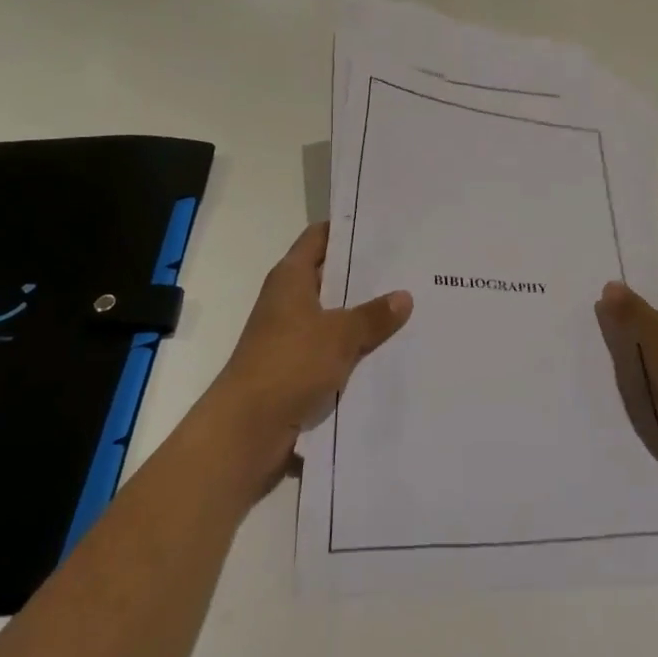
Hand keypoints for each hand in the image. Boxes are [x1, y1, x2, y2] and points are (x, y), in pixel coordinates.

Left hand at [204, 223, 412, 490]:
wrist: (247, 430)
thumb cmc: (289, 364)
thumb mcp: (339, 334)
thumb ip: (373, 315)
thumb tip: (404, 296)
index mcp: (290, 277)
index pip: (319, 237)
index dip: (348, 229)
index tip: (384, 226)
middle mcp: (288, 300)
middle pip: (330, 276)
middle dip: (365, 274)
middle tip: (409, 267)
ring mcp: (291, 336)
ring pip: (334, 316)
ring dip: (363, 316)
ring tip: (410, 307)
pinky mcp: (296, 369)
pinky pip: (332, 350)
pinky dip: (355, 349)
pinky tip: (390, 350)